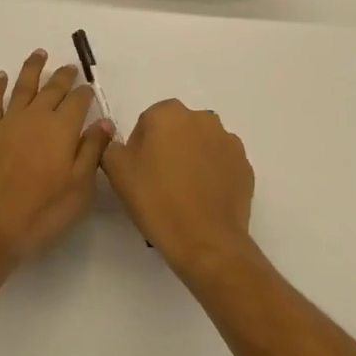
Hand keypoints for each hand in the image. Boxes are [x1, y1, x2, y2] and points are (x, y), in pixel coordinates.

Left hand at [0, 50, 114, 261]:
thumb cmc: (43, 211)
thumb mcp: (79, 187)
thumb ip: (92, 151)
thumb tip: (104, 122)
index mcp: (62, 128)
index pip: (78, 102)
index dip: (85, 93)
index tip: (89, 88)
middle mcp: (36, 117)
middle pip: (52, 89)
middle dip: (63, 76)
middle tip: (70, 67)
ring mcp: (9, 122)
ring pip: (23, 86)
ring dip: (32, 68)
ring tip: (39, 53)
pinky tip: (1, 76)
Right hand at [101, 99, 254, 277]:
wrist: (206, 241)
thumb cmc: (157, 200)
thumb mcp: (117, 172)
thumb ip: (110, 146)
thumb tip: (116, 141)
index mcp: (169, 113)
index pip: (148, 121)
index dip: (140, 146)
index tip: (138, 172)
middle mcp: (202, 118)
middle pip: (177, 129)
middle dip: (168, 148)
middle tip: (158, 182)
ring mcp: (228, 141)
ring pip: (201, 144)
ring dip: (192, 158)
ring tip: (184, 193)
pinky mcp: (245, 165)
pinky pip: (221, 163)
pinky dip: (213, 174)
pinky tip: (203, 199)